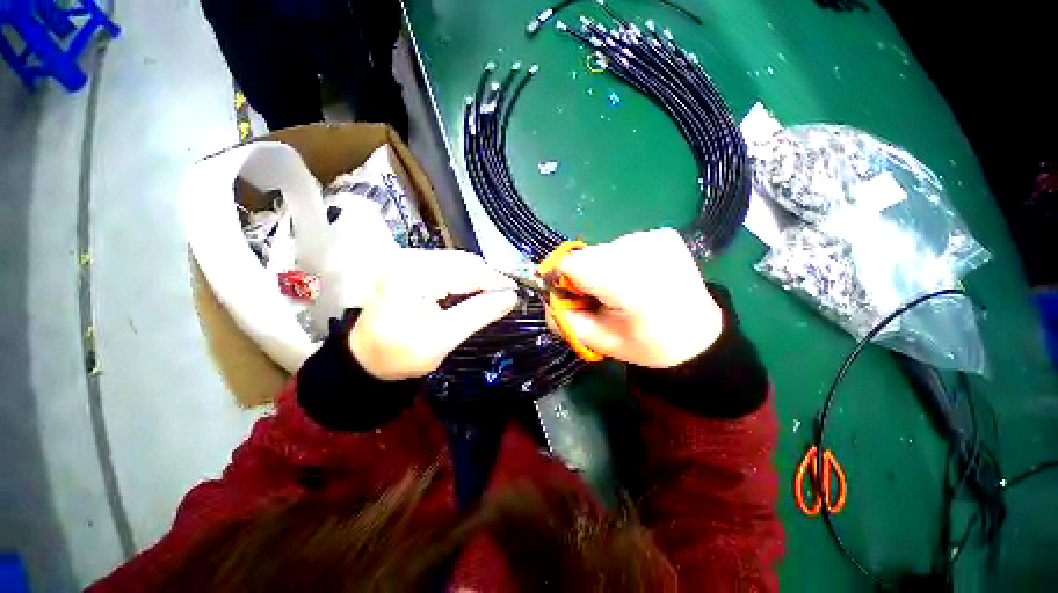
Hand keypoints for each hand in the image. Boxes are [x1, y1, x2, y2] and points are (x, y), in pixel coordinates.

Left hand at [350, 250, 517, 380]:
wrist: (367, 359)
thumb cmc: (400, 355)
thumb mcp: (443, 339)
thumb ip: (479, 313)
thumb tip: (511, 297)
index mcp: (412, 276)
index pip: (466, 271)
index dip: (496, 280)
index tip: (516, 292)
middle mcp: (409, 259)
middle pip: (463, 262)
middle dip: (488, 278)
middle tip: (506, 296)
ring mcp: (408, 259)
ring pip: (458, 262)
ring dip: (478, 277)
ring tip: (492, 294)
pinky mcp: (410, 265)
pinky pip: (448, 265)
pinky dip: (465, 277)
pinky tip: (472, 290)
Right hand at [554, 228, 722, 367]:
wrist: (697, 334)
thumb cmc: (646, 344)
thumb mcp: (598, 342)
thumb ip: (563, 319)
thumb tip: (547, 295)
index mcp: (628, 283)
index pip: (571, 264)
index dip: (563, 281)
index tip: (574, 297)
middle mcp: (642, 251)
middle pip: (587, 255)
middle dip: (584, 276)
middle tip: (603, 298)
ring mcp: (655, 238)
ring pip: (603, 249)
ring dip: (603, 268)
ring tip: (625, 289)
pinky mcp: (663, 234)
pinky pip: (623, 244)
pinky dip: (622, 260)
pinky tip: (640, 277)